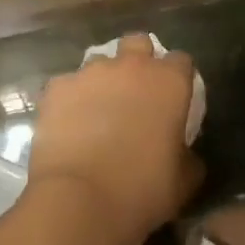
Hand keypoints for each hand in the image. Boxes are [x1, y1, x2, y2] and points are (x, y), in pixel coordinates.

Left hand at [26, 34, 200, 244]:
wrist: (80, 201)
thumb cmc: (143, 190)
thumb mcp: (184, 180)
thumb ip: (188, 155)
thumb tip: (183, 151)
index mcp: (169, 82)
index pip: (181, 61)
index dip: (178, 78)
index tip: (174, 99)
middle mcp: (131, 66)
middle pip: (138, 43)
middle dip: (139, 60)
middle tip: (136, 93)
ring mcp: (89, 73)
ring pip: (99, 62)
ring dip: (103, 80)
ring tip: (97, 111)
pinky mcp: (57, 88)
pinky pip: (67, 85)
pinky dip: (70, 99)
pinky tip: (68, 124)